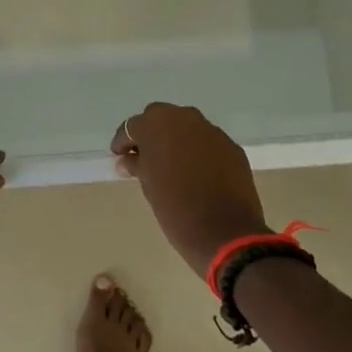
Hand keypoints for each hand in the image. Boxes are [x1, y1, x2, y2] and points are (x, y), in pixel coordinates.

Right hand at [111, 103, 270, 276]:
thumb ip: (137, 165)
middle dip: (151, 134)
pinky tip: (197, 172)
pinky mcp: (231, 146)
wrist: (227, 233)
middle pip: (160, 118)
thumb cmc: (176, 210)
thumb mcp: (149, 187)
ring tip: (172, 164)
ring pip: (186, 127)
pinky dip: (198, 151)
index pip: (132, 127)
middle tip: (145, 157)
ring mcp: (211, 130)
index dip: (124, 142)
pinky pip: (207, 142)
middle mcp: (184, 118)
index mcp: (156, 125)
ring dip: (176, 140)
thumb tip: (127, 160)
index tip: (120, 157)